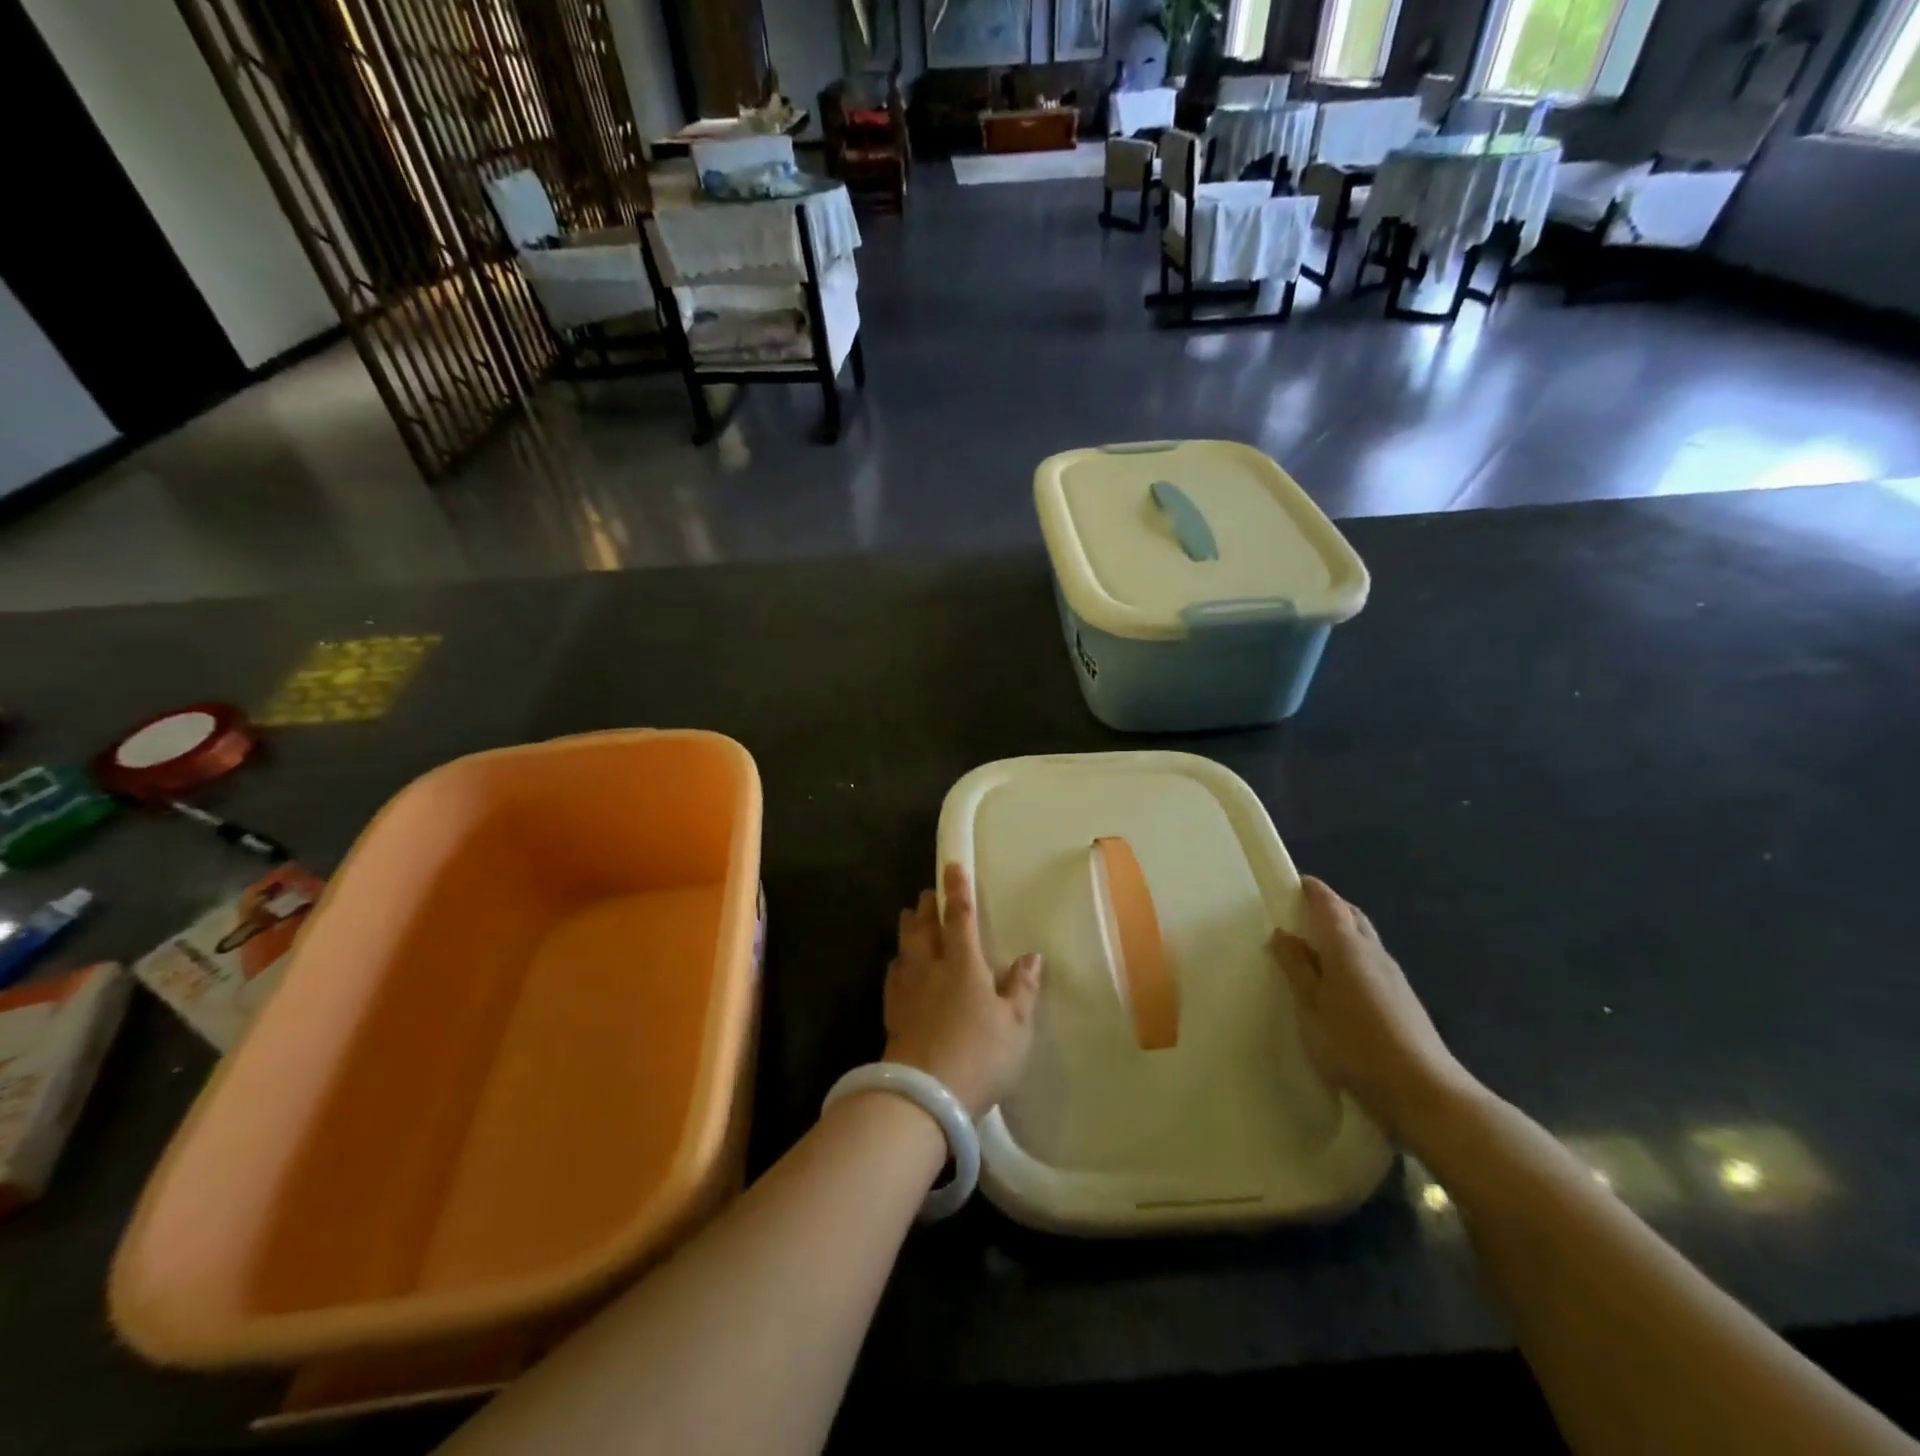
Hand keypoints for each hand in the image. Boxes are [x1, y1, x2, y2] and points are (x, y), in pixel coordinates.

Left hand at [883, 864, 1042, 1118]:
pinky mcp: (892, 1013)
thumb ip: (1023, 988)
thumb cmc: (980, 1055)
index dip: (957, 890)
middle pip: (924, 927)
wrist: (924, 1095)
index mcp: (964, 963)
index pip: (960, 916)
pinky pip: (894, 976)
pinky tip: (899, 967)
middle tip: (927, 893)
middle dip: (926, 906)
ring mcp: (908, 990)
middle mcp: (931, 967)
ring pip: (905, 947)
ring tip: (909, 918)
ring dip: (908, 929)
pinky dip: (898, 963)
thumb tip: (1032, 956)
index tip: (953, 866)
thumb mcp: (1015, 1025)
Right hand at [1271, 877, 1478, 1142]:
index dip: (1312, 890)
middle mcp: (1374, 952)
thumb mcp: (1311, 1008)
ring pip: (1364, 938)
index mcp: (1347, 947)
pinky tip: (1340, 980)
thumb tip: (1284, 935)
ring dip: (1342, 932)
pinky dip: (1352, 956)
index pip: (1329, 904)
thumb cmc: (1356, 1045)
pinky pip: (1372, 961)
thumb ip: (1298, 969)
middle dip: (1329, 907)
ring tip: (1314, 945)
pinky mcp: (1403, 999)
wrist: (1424, 1091)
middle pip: (1352, 916)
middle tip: (1300, 912)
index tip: (1293, 884)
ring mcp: (1393, 976)